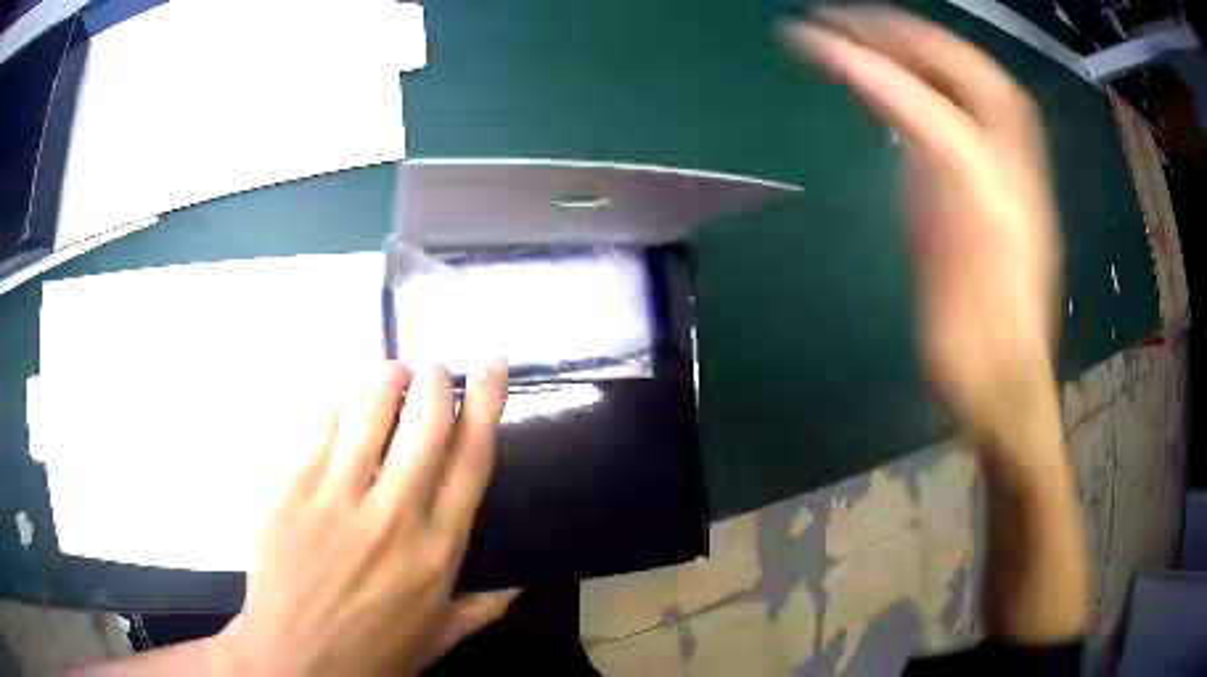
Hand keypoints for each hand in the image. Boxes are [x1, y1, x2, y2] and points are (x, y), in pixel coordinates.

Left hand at [216, 361, 514, 675]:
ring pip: (368, 411)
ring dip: (386, 380)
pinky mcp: (291, 491)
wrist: (296, 661)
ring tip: (392, 373)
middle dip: (435, 380)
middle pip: (422, 422)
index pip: (471, 458)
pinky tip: (341, 411)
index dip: (487, 403)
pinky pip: (319, 428)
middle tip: (436, 369)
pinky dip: (337, 409)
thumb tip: (525, 579)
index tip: (493, 364)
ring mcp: (335, 499)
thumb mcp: (442, 637)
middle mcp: (392, 515)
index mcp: (437, 548)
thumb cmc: (375, 652)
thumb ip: (487, 606)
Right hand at [786, 7, 1062, 470]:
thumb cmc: (977, 338)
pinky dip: (923, 89)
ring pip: (966, 87)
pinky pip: (961, 118)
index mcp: (1000, 180)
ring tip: (860, 34)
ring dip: (914, 51)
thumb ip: (926, 168)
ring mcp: (1006, 170)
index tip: (816, 40)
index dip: (875, 66)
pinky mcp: (994, 187)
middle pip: (964, 71)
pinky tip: (891, 86)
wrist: (1003, 378)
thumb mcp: (951, 263)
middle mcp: (1009, 160)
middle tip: (840, 20)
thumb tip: (886, 105)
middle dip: (902, 35)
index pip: (934, 99)